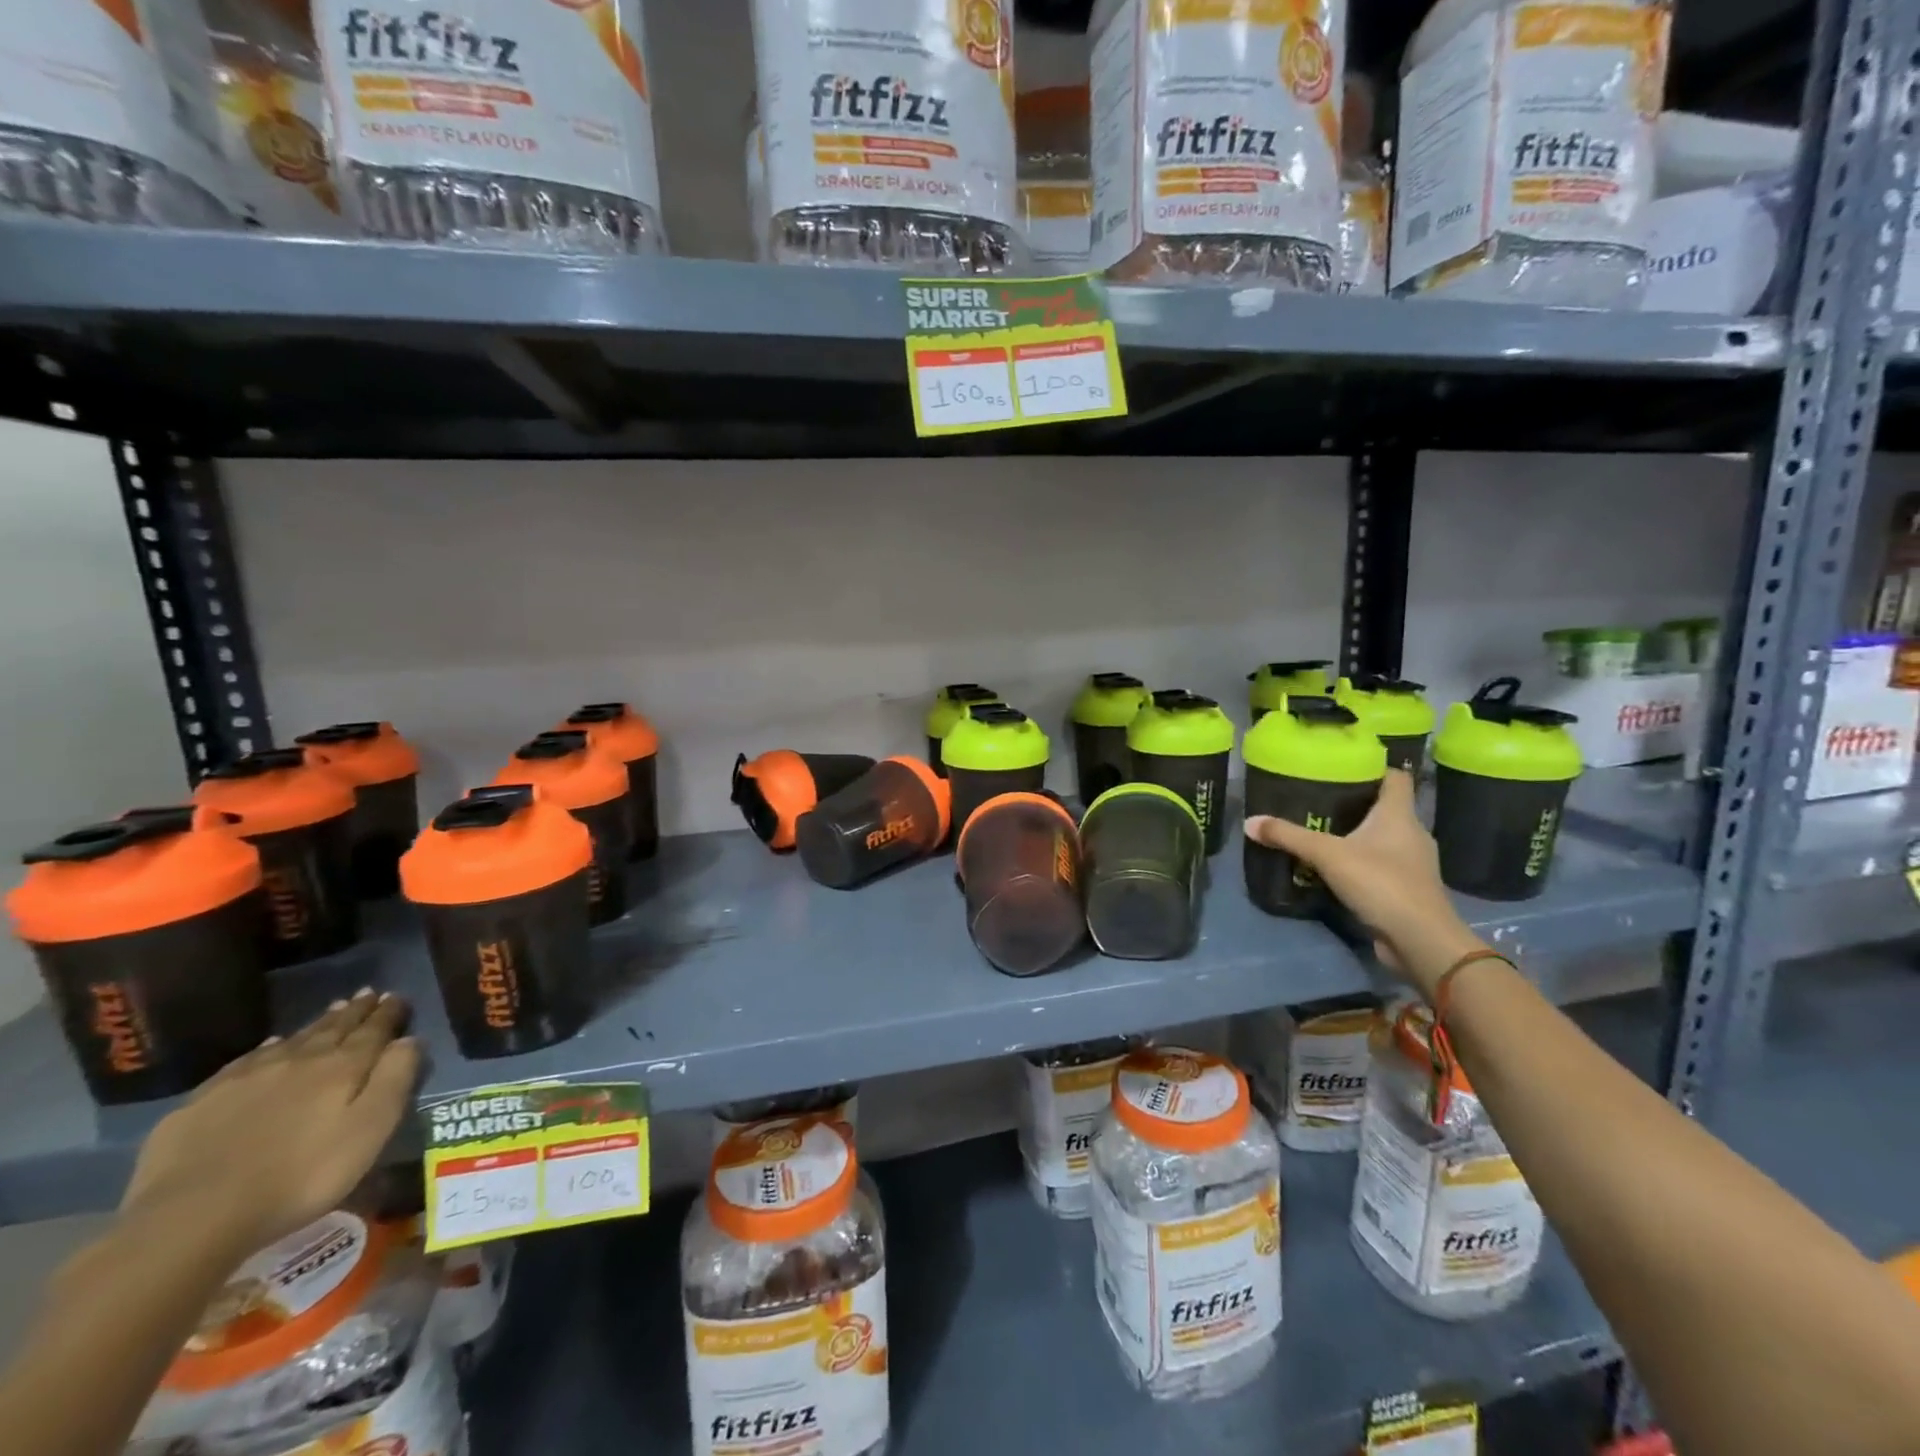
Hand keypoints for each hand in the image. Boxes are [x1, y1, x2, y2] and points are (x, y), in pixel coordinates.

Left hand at [120, 991, 419, 1255]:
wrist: (193, 1216)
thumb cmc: (302, 1175)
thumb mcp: (370, 1129)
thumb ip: (395, 1079)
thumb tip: (409, 1040)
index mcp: (342, 1067)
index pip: (373, 1031)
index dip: (388, 1013)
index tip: (396, 996)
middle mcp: (299, 1061)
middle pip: (333, 1029)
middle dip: (354, 1011)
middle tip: (367, 994)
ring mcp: (246, 1078)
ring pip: (293, 1040)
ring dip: (317, 1024)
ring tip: (332, 1011)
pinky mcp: (203, 1101)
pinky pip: (247, 1061)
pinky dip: (267, 1048)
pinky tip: (271, 1046)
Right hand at [1245, 768, 1484, 997]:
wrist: (1421, 940)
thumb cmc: (1381, 883)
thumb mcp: (1327, 855)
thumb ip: (1288, 836)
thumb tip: (1250, 822)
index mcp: (1399, 815)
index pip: (1395, 777)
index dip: (1372, 767)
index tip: (1342, 766)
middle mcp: (1412, 833)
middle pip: (1386, 807)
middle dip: (1356, 802)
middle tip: (1319, 798)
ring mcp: (1413, 863)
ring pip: (1383, 837)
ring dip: (1358, 834)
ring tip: (1322, 832)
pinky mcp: (1407, 889)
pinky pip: (1382, 865)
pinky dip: (1362, 862)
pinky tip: (1336, 868)